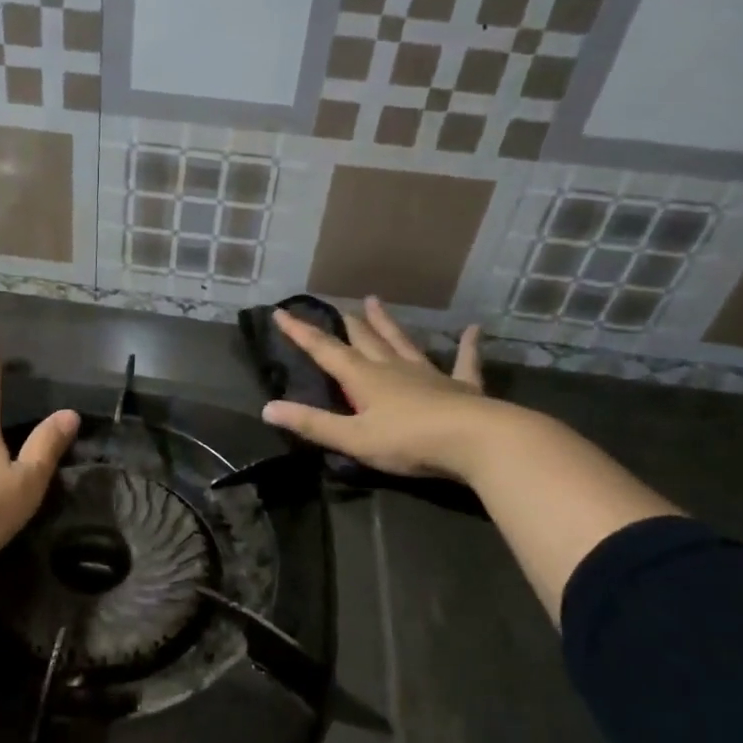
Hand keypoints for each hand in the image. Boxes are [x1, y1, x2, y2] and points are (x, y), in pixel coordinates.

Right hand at [260, 296, 513, 480]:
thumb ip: (312, 424)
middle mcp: (393, 368)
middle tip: (337, 307)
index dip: (301, 333)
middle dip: (347, 325)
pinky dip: (467, 346)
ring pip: (402, 343)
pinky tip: (474, 329)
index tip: (281, 313)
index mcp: (364, 379)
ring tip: (374, 301)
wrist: (475, 441)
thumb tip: (267, 408)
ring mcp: (429, 374)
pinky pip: (464, 362)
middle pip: (365, 341)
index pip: (325, 351)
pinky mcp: (462, 387)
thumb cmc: (408, 441)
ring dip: (387, 324)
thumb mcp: (353, 438)